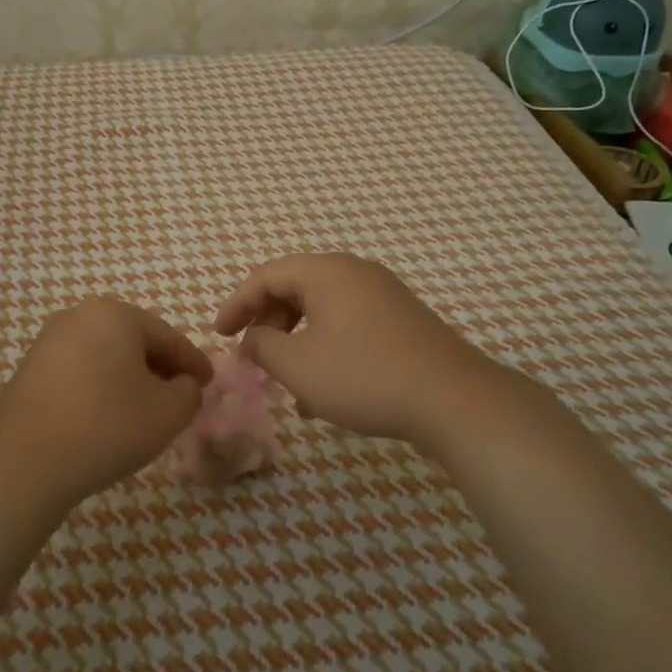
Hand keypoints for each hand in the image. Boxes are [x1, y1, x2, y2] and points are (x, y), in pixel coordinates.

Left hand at [0, 298, 213, 509]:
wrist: (24, 463)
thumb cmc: (106, 428)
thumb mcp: (168, 413)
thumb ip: (190, 392)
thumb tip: (183, 384)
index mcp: (115, 314)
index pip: (168, 336)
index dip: (193, 362)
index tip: (210, 383)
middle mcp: (79, 315)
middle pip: (134, 340)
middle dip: (160, 367)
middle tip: (180, 395)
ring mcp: (49, 340)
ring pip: (106, 354)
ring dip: (130, 377)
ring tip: (145, 409)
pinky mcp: (30, 367)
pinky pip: (80, 369)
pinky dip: (101, 385)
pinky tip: (107, 415)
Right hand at [214, 253, 496, 446]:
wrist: (453, 400)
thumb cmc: (364, 376)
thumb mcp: (297, 365)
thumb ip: (262, 345)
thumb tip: (253, 338)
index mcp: (326, 272)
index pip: (265, 276)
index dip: (236, 304)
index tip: (218, 336)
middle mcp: (355, 273)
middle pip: (295, 289)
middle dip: (267, 324)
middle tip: (253, 358)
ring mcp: (383, 295)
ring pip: (322, 310)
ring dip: (296, 341)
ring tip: (286, 381)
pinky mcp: (402, 321)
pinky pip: (348, 324)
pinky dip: (325, 348)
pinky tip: (323, 390)